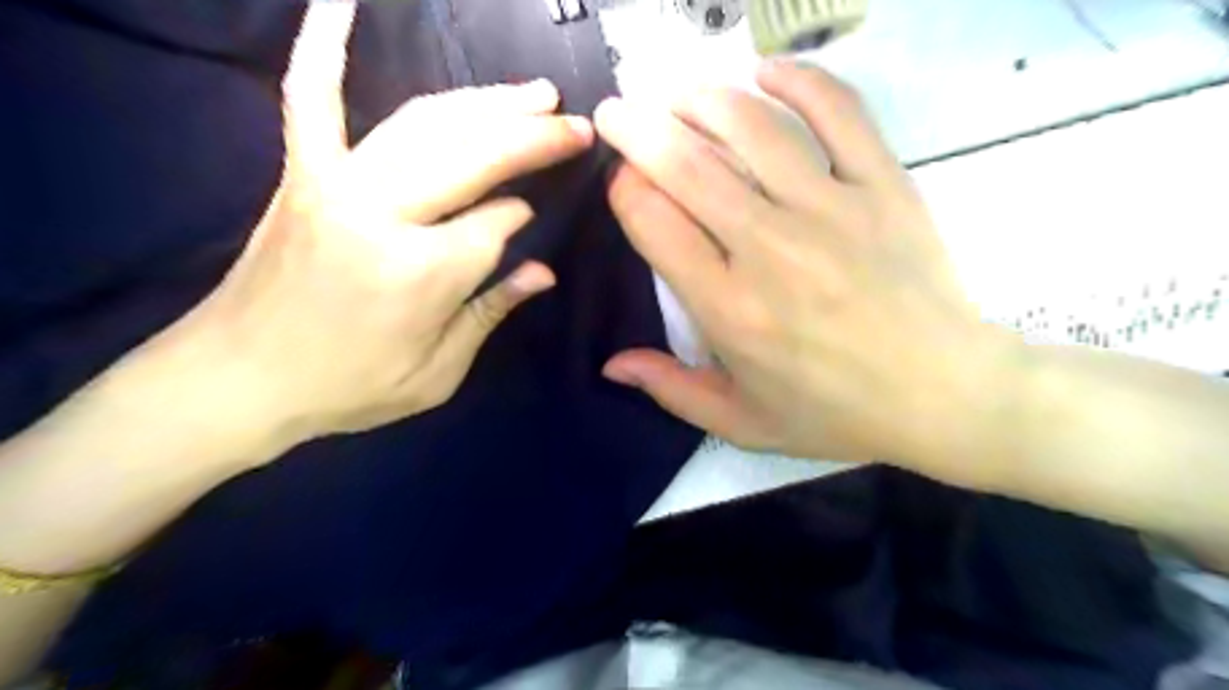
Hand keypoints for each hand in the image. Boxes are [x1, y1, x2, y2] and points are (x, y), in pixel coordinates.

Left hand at [166, 4, 594, 445]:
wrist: (237, 381)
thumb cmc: (348, 388)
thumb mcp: (438, 372)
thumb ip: (491, 312)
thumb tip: (543, 271)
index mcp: (422, 273)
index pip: (497, 224)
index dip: (520, 220)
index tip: (532, 220)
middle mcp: (383, 215)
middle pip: (474, 157)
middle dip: (533, 137)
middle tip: (576, 124)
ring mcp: (337, 183)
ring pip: (425, 123)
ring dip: (485, 102)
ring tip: (532, 93)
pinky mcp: (303, 174)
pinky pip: (312, 98)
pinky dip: (325, 47)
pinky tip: (340, 2)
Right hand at [595, 63, 1017, 484]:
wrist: (943, 395)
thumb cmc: (834, 413)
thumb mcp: (741, 421)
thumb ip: (670, 390)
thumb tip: (612, 364)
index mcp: (729, 308)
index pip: (653, 222)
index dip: (625, 190)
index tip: (623, 183)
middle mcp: (769, 249)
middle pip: (686, 164)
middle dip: (637, 129)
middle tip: (616, 112)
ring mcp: (831, 210)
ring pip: (752, 126)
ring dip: (702, 99)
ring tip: (679, 96)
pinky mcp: (883, 186)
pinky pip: (838, 112)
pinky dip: (798, 80)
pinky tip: (765, 73)